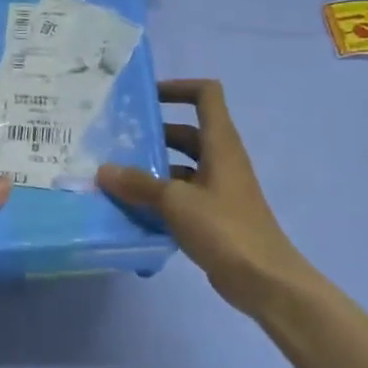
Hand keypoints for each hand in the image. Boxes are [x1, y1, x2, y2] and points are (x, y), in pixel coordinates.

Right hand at [97, 79, 306, 311]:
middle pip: (185, 132)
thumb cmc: (224, 228)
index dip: (177, 88)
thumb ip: (138, 184)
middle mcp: (221, 159)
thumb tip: (103, 170)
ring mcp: (218, 188)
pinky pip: (181, 194)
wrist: (264, 280)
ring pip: (180, 166)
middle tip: (116, 142)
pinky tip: (132, 210)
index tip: (145, 98)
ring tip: (115, 177)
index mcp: (220, 143)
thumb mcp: (175, 202)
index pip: (206, 94)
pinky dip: (159, 197)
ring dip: (152, 169)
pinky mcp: (213, 215)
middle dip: (152, 134)